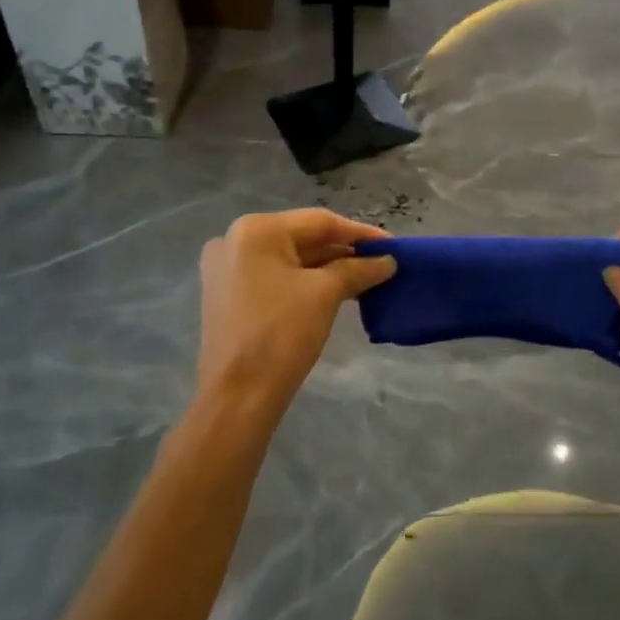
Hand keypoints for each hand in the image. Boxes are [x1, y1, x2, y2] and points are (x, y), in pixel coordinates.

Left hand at [197, 210, 395, 423]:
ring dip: (328, 268)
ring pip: (290, 259)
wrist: (237, 397)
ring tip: (367, 278)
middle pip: (303, 239)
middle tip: (382, 263)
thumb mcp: (325, 294)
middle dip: (344, 252)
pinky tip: (336, 290)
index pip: (319, 222)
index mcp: (256, 230)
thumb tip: (387, 261)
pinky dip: (305, 282)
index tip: (393, 246)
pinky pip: (275, 277)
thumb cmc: (281, 333)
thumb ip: (358, 269)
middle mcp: (235, 240)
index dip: (361, 233)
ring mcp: (227, 269)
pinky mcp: (228, 295)